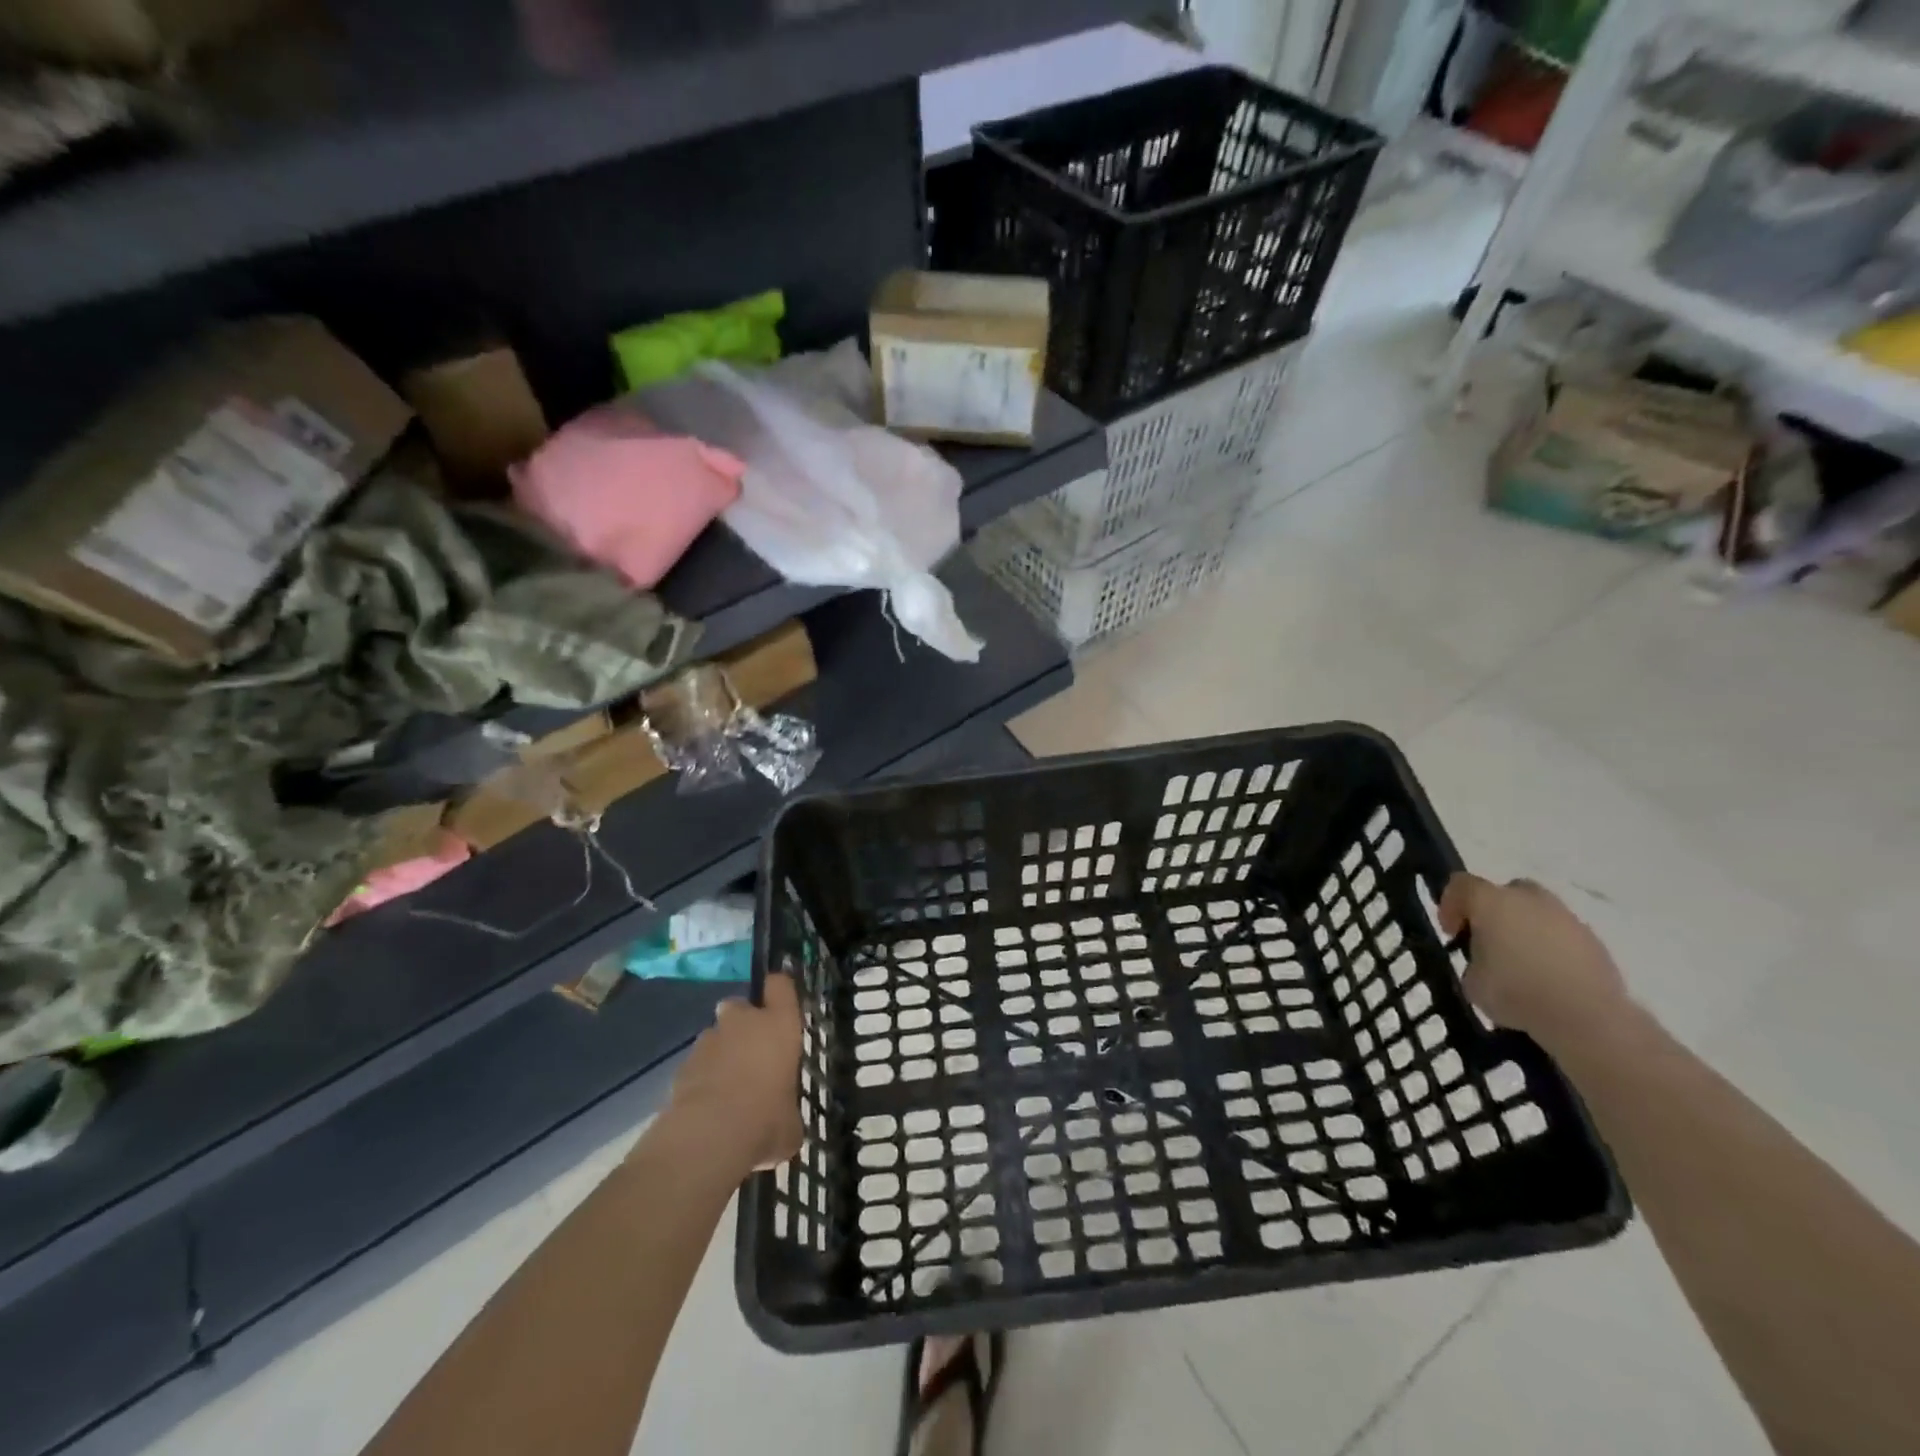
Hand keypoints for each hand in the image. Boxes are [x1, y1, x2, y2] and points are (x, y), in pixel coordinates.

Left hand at [667, 973, 804, 1173]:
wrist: (708, 1138)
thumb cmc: (766, 1121)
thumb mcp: (791, 1124)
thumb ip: (786, 1110)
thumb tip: (782, 1122)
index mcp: (779, 1025)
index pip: (780, 985)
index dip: (778, 991)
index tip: (780, 1002)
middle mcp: (743, 1022)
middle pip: (739, 1006)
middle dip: (741, 1023)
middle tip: (749, 1053)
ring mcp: (708, 1041)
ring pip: (714, 1036)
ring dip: (720, 1053)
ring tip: (725, 1088)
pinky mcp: (680, 1066)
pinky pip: (696, 1064)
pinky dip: (700, 1079)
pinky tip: (705, 1108)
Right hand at [1438, 873, 1630, 1049]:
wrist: (1588, 1018)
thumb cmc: (1516, 992)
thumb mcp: (1472, 982)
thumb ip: (1473, 962)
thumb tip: (1485, 964)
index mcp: (1491, 901)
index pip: (1461, 885)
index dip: (1450, 905)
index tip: (1452, 933)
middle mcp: (1529, 899)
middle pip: (1506, 891)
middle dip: (1494, 911)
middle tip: (1488, 941)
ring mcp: (1567, 918)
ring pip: (1538, 913)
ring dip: (1526, 930)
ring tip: (1522, 965)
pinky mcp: (1594, 942)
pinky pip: (1562, 936)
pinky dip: (1552, 949)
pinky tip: (1550, 978)